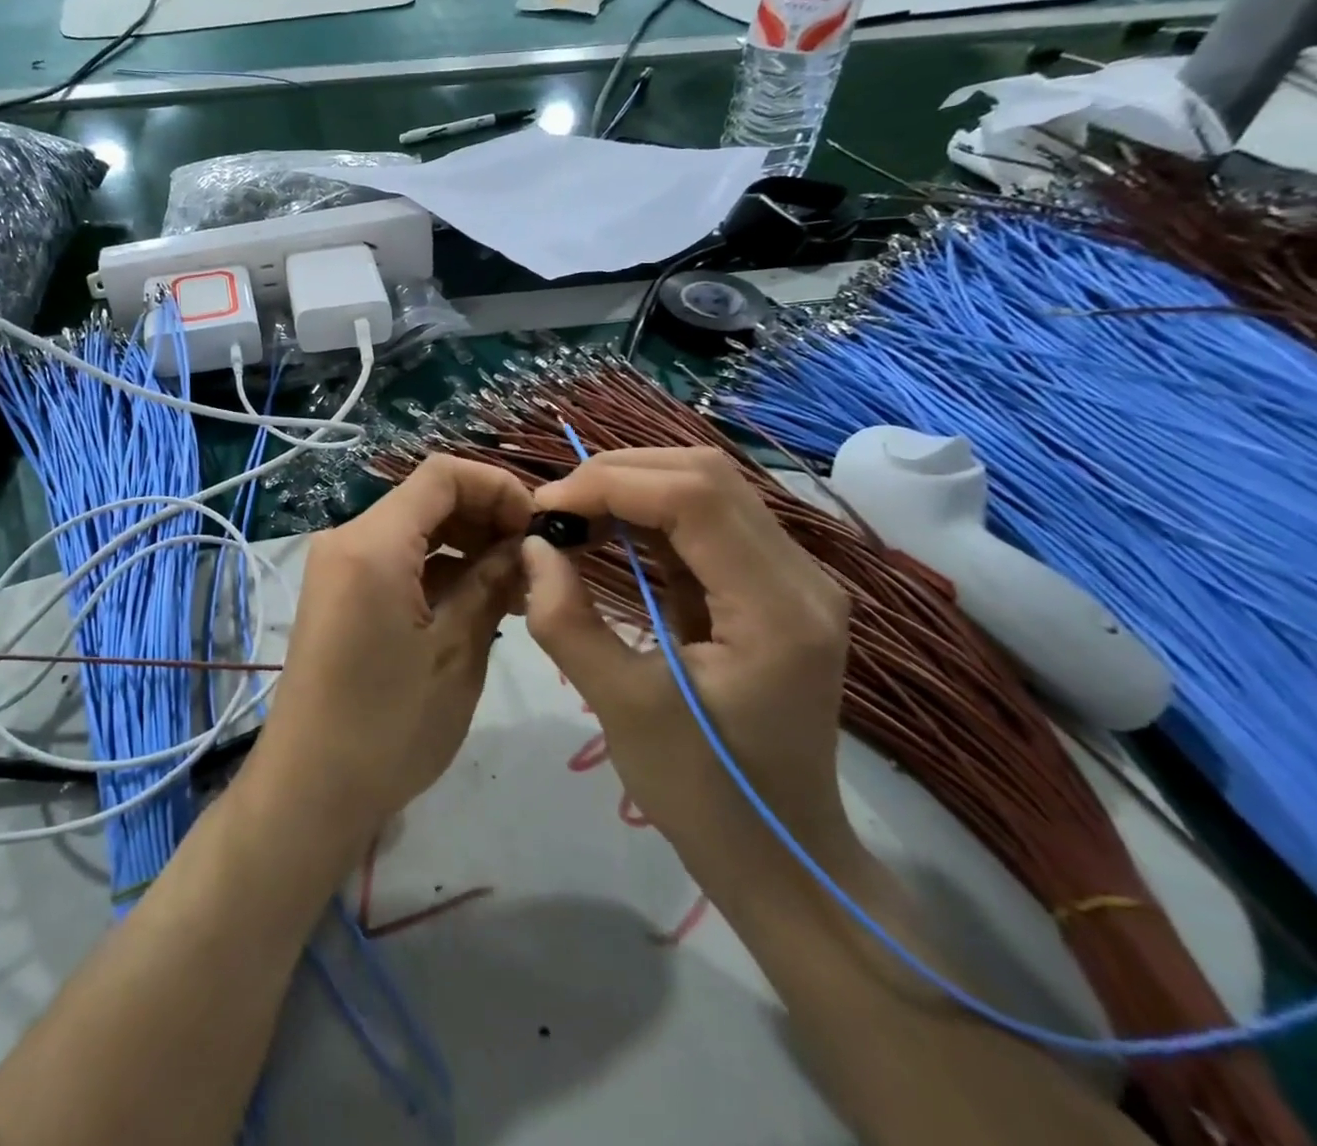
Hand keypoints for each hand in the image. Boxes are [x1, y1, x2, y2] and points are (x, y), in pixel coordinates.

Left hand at [253, 456, 530, 849]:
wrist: (309, 790)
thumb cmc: (388, 726)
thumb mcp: (456, 652)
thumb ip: (492, 584)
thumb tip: (526, 546)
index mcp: (371, 543)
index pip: (441, 475)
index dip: (497, 487)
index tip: (538, 527)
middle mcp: (347, 540)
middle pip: (427, 499)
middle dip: (486, 517)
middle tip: (536, 562)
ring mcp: (339, 567)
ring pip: (414, 530)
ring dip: (467, 546)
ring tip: (519, 588)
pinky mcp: (340, 594)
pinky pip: (396, 561)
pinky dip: (439, 570)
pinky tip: (480, 601)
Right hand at [521, 448, 853, 881]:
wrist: (781, 856)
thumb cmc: (704, 795)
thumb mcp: (623, 709)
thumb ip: (567, 621)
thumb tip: (532, 547)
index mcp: (777, 609)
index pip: (694, 497)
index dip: (610, 485)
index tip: (543, 512)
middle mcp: (799, 576)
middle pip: (705, 476)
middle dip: (617, 476)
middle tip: (553, 513)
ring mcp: (791, 578)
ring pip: (706, 488)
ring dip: (631, 489)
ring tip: (571, 519)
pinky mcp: (769, 587)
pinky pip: (705, 522)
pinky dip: (648, 515)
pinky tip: (606, 534)